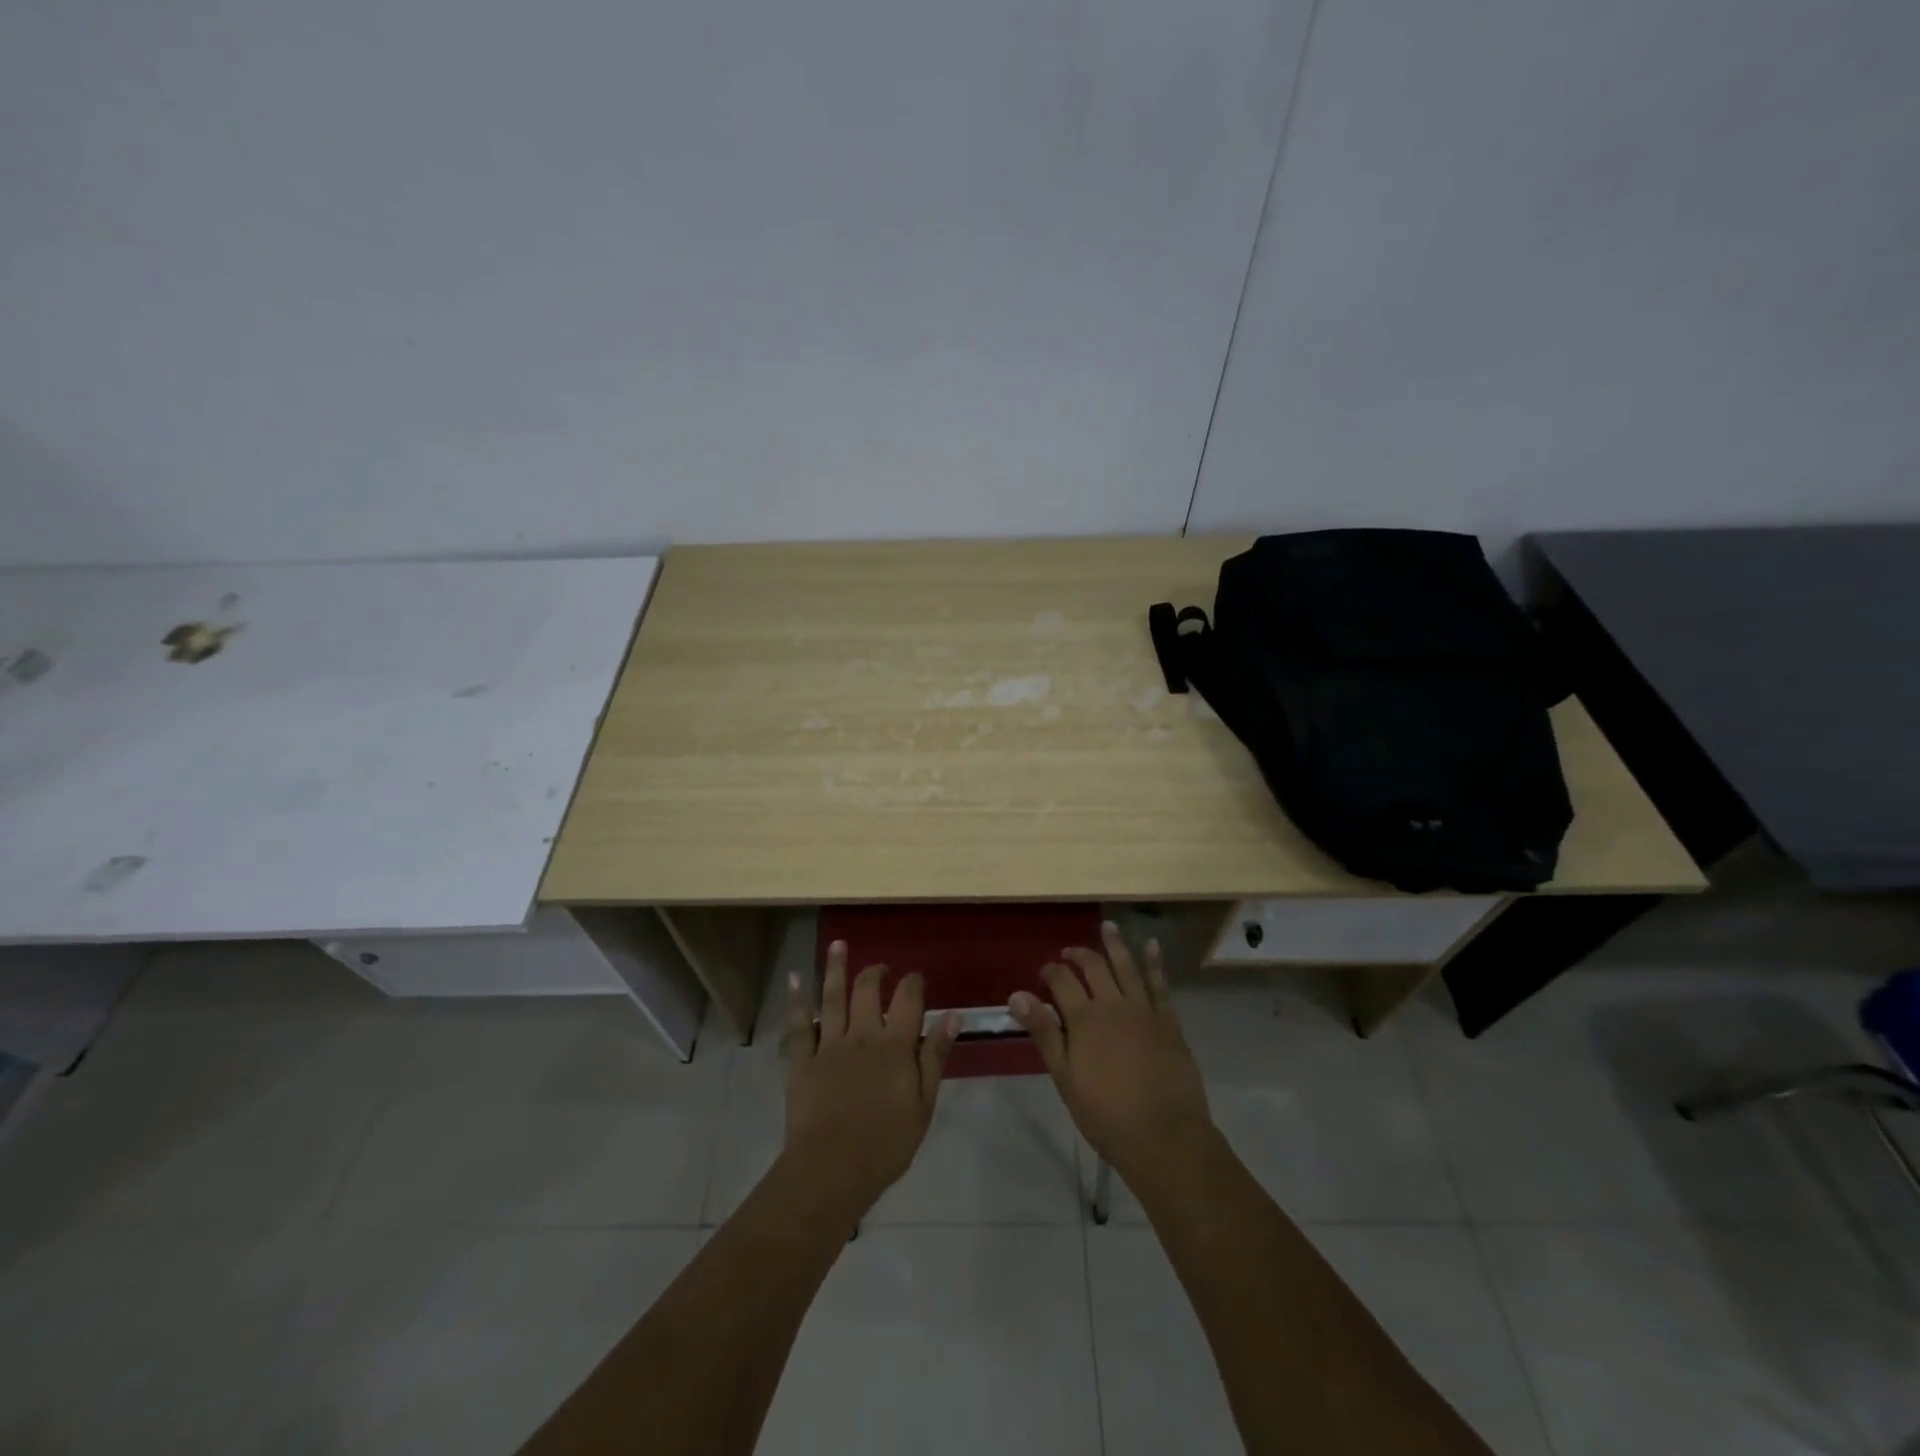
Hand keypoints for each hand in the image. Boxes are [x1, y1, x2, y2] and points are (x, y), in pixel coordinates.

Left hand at [780, 941, 956, 1218]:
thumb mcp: (924, 1104)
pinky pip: (798, 1024)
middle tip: (880, 967)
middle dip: (875, 972)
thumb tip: (953, 1015)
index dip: (913, 982)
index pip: (908, 999)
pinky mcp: (802, 1060)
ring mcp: (829, 1045)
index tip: (916, 977)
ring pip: (832, 997)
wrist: (832, 1170)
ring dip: (835, 968)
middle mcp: (862, 1034)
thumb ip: (935, 1056)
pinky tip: (793, 978)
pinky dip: (795, 1000)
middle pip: (868, 990)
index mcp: (895, 1045)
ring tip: (838, 944)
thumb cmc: (886, 1144)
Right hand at [1008, 922, 1213, 1188]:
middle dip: (1079, 955)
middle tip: (1069, 952)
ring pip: (1127, 967)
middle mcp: (1113, 1004)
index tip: (1044, 972)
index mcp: (1084, 1019)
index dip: (1051, 971)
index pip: (1062, 981)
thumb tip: (1017, 995)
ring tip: (1108, 927)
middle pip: (1094, 967)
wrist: (1164, 1136)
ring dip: (1116, 944)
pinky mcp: (1169, 1021)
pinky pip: (1160, 984)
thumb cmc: (1106, 1114)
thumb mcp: (1065, 1077)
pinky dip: (1155, 963)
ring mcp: (1144, 1010)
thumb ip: (1044, 1032)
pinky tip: (1152, 945)